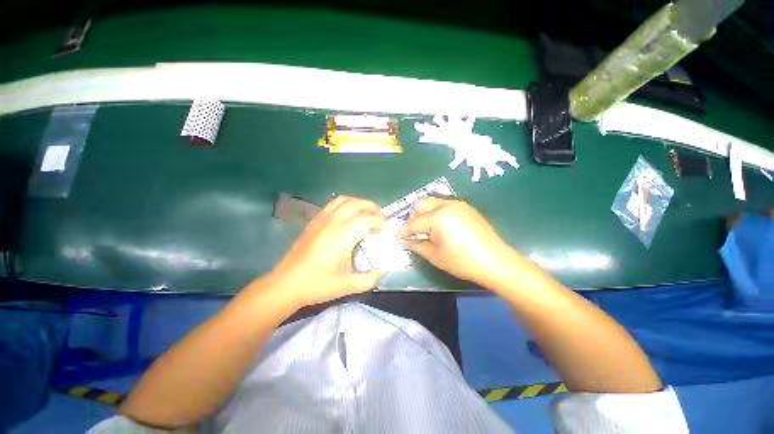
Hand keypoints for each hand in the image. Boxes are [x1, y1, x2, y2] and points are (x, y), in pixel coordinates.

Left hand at [263, 196, 385, 307]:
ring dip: (359, 203)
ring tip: (366, 213)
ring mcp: (321, 219)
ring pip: (343, 200)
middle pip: (356, 203)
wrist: (286, 284)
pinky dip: (346, 204)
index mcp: (342, 237)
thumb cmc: (318, 284)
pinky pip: (332, 204)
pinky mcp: (314, 221)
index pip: (367, 219)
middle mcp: (332, 223)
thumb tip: (382, 271)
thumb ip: (370, 279)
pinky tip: (348, 216)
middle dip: (372, 207)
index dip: (380, 222)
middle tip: (380, 218)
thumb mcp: (347, 286)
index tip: (386, 231)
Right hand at [398, 197, 514, 286]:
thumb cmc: (462, 261)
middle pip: (421, 204)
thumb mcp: (435, 256)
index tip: (397, 238)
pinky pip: (445, 206)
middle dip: (413, 216)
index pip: (414, 222)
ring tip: (426, 230)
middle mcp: (447, 205)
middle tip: (412, 232)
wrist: (496, 262)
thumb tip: (405, 241)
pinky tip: (440, 228)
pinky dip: (436, 214)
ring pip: (433, 203)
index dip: (404, 231)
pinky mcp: (467, 208)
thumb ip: (417, 245)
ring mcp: (459, 204)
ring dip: (424, 214)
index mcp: (438, 216)